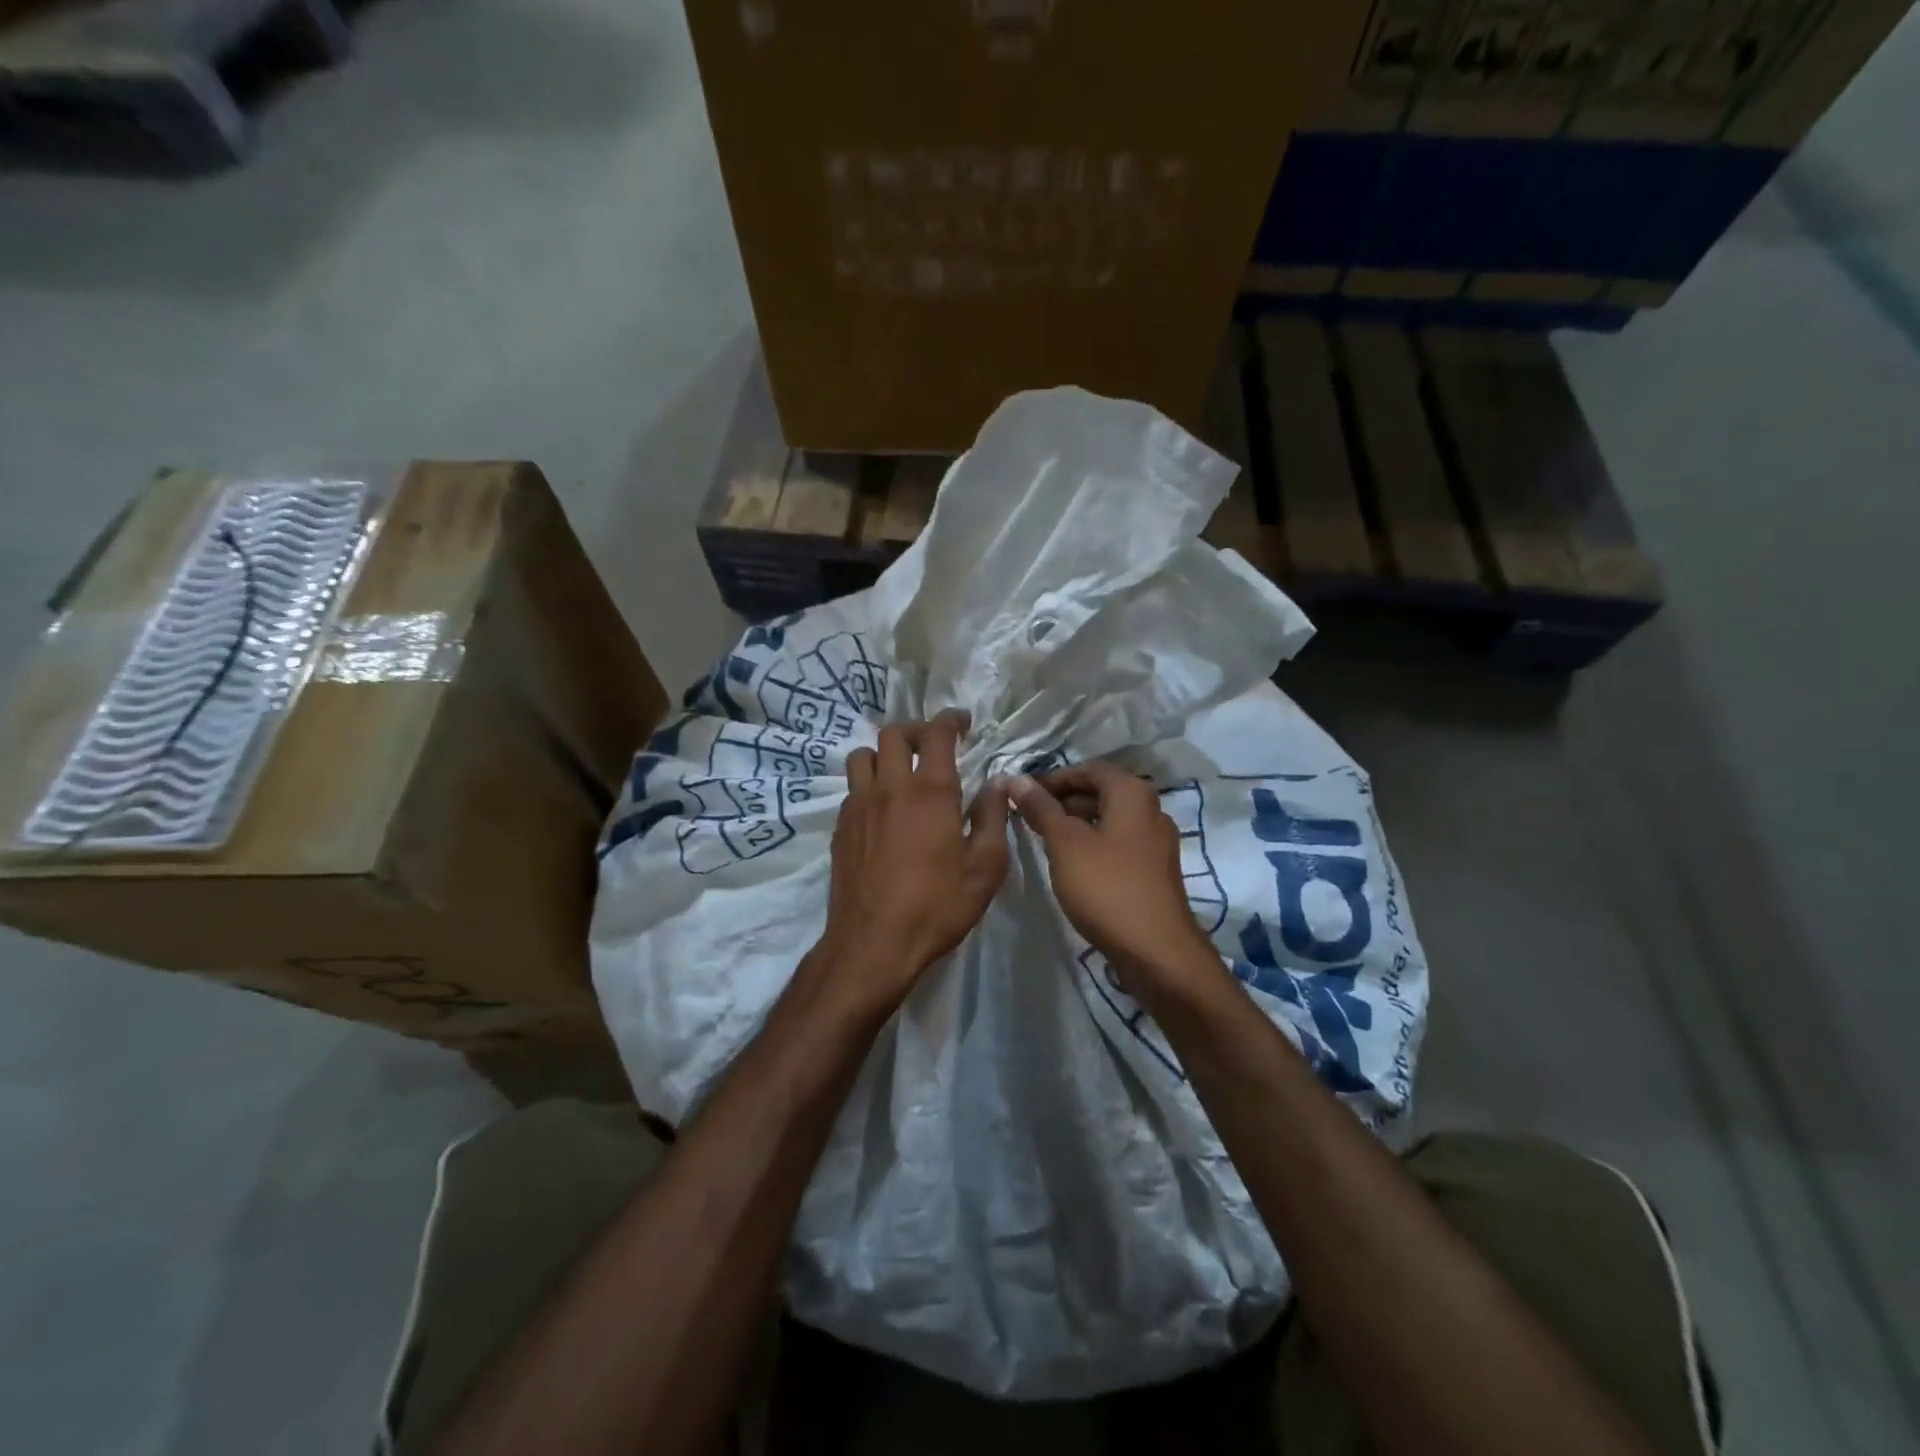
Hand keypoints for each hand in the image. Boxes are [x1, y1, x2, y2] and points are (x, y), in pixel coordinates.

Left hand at [819, 711, 1010, 1013]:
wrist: (873, 943)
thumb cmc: (937, 905)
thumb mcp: (985, 867)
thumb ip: (993, 818)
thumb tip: (996, 785)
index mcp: (930, 791)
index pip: (936, 734)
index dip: (950, 720)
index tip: (963, 723)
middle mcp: (890, 788)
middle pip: (892, 734)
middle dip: (916, 730)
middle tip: (932, 745)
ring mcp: (858, 806)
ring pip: (862, 756)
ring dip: (883, 754)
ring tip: (900, 772)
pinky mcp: (840, 828)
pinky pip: (852, 790)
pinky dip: (869, 786)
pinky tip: (883, 812)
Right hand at [1010, 763, 1220, 999]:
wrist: (1157, 952)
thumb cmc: (1106, 887)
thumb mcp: (1065, 844)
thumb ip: (1041, 809)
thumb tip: (1017, 779)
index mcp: (1132, 794)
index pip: (1090, 769)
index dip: (1055, 778)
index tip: (1024, 794)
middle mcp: (1151, 811)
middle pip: (1102, 793)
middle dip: (1064, 802)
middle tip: (1029, 818)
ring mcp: (1156, 844)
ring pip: (1110, 821)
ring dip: (1077, 825)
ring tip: (1044, 842)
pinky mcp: (1155, 872)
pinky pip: (1119, 846)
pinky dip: (1093, 846)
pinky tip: (1072, 867)